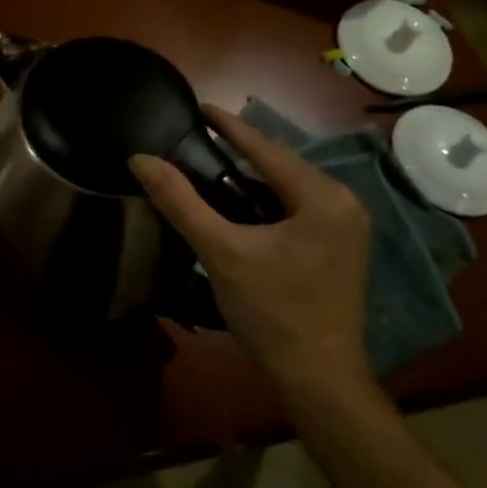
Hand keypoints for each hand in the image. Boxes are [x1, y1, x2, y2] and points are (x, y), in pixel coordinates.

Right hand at [129, 105, 371, 391]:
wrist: (319, 381)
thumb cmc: (272, 312)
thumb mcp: (220, 251)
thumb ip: (179, 201)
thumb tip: (140, 159)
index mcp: (322, 197)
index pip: (266, 148)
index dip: (229, 125)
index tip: (198, 105)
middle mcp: (343, 203)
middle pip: (279, 164)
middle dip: (239, 150)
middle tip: (196, 138)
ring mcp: (346, 227)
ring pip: (287, 186)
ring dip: (251, 176)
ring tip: (209, 165)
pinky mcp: (340, 247)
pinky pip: (296, 207)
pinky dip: (265, 200)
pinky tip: (237, 204)